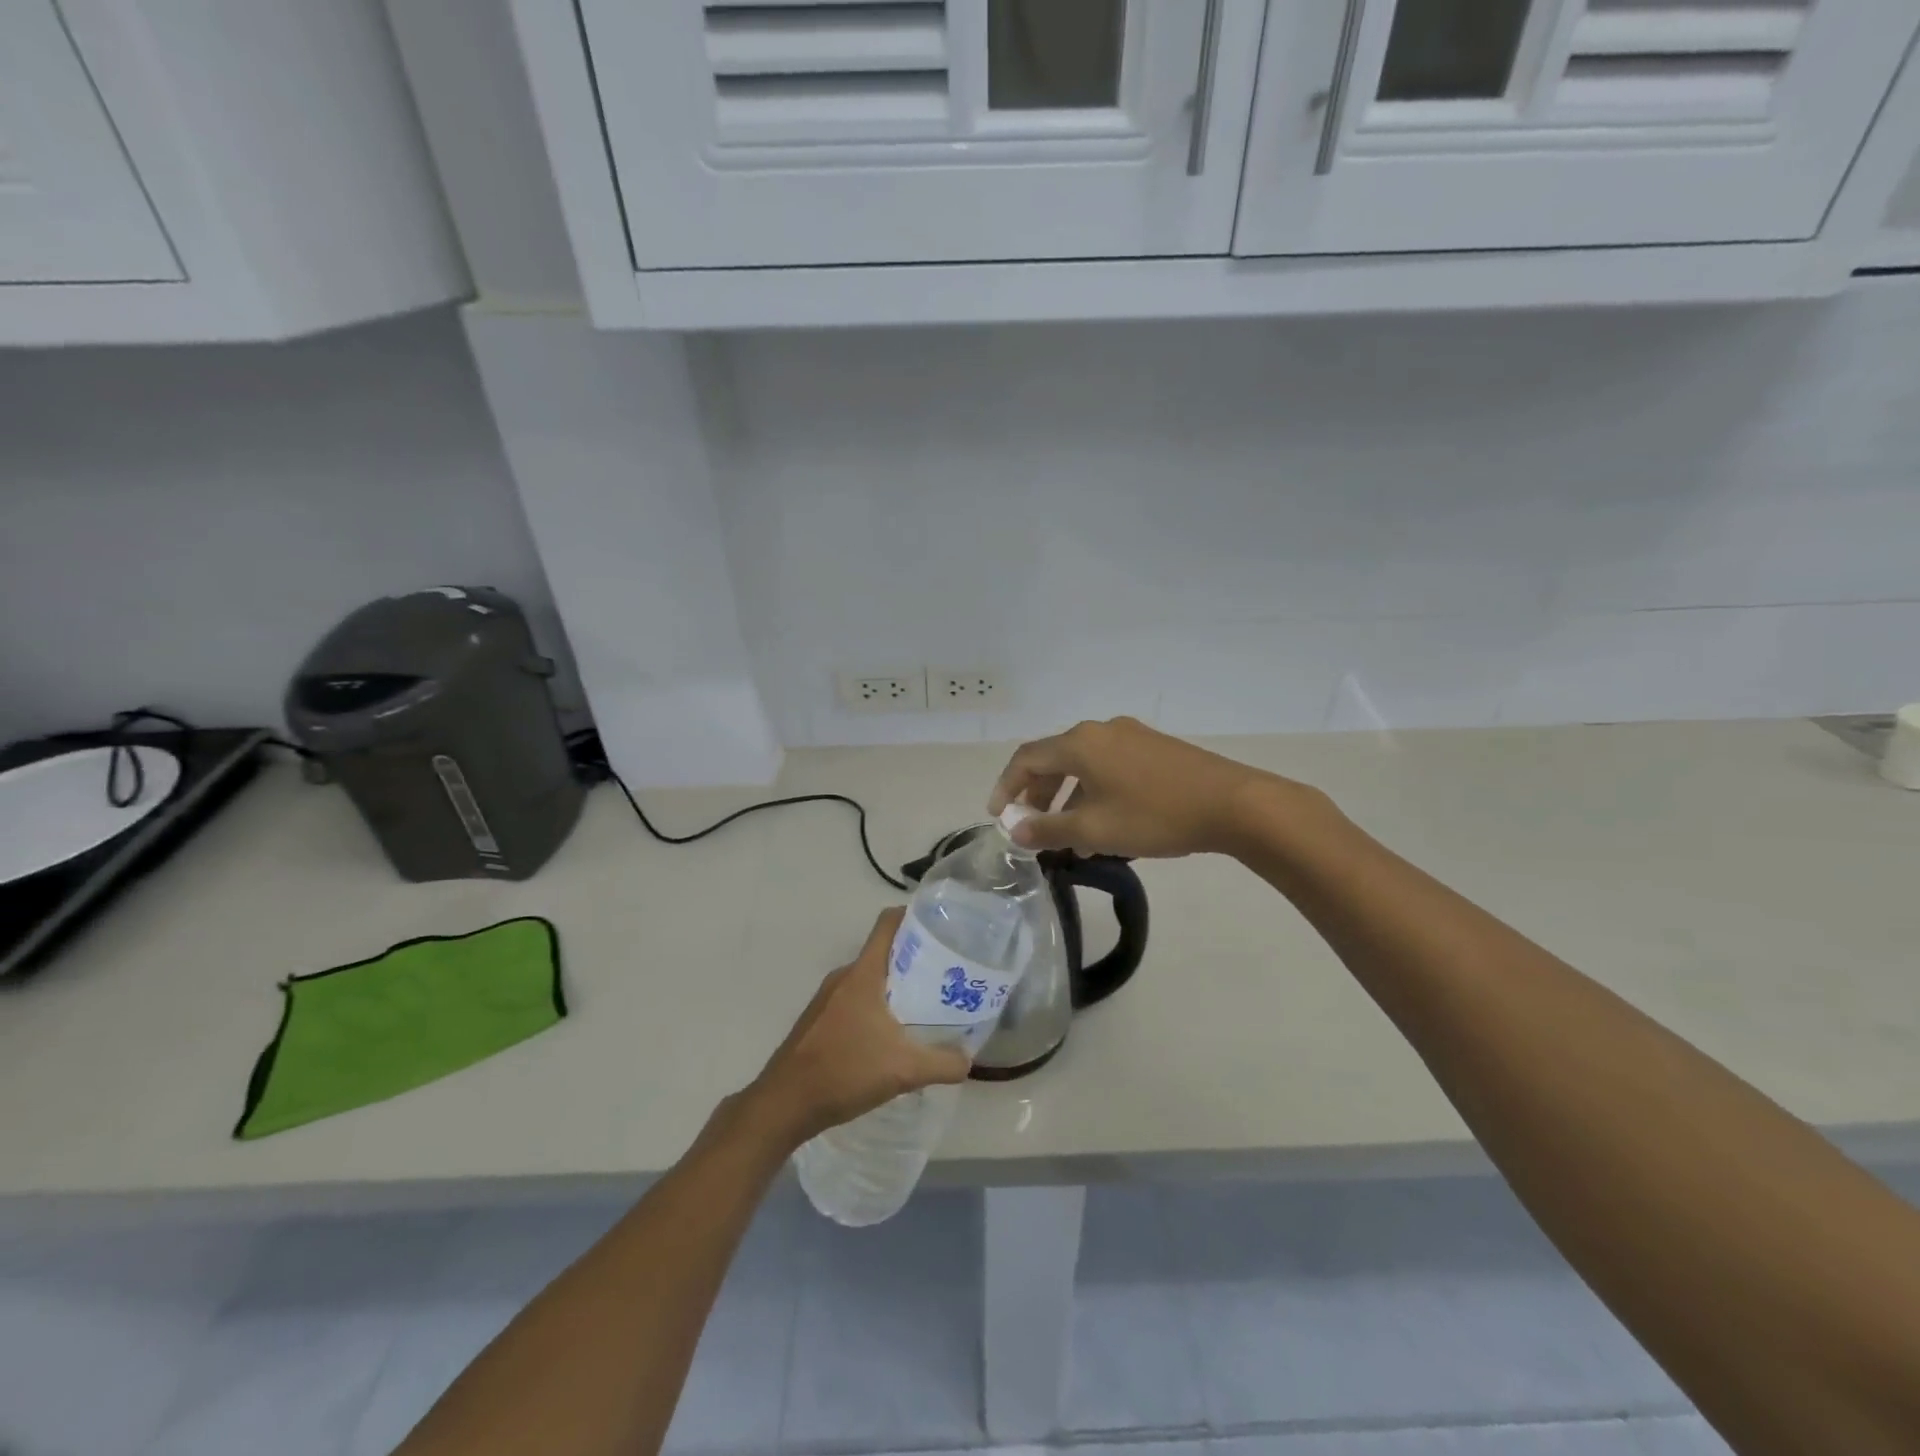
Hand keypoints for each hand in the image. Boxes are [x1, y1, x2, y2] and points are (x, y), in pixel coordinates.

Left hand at [743, 909, 970, 1148]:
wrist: (784, 1104)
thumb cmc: (845, 1071)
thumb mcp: (904, 1070)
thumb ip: (943, 1063)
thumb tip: (969, 1060)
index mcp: (863, 974)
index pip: (888, 923)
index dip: (914, 916)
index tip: (941, 927)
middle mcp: (844, 977)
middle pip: (883, 952)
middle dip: (914, 960)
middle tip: (946, 976)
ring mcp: (827, 998)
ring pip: (869, 979)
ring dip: (895, 988)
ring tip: (925, 1008)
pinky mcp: (819, 1020)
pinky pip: (855, 1000)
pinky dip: (876, 1008)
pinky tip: (891, 1037)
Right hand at [990, 717, 1302, 858]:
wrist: (1233, 804)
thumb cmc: (1155, 816)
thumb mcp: (1095, 830)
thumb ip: (1049, 830)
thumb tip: (1016, 830)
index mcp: (1080, 743)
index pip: (1026, 759)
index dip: (1006, 786)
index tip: (998, 816)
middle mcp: (1101, 730)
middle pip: (1055, 759)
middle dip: (1038, 795)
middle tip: (1032, 827)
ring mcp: (1131, 736)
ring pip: (1084, 765)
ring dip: (1068, 798)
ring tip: (1069, 838)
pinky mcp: (1154, 749)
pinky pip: (1109, 767)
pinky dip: (1094, 792)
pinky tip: (1105, 826)